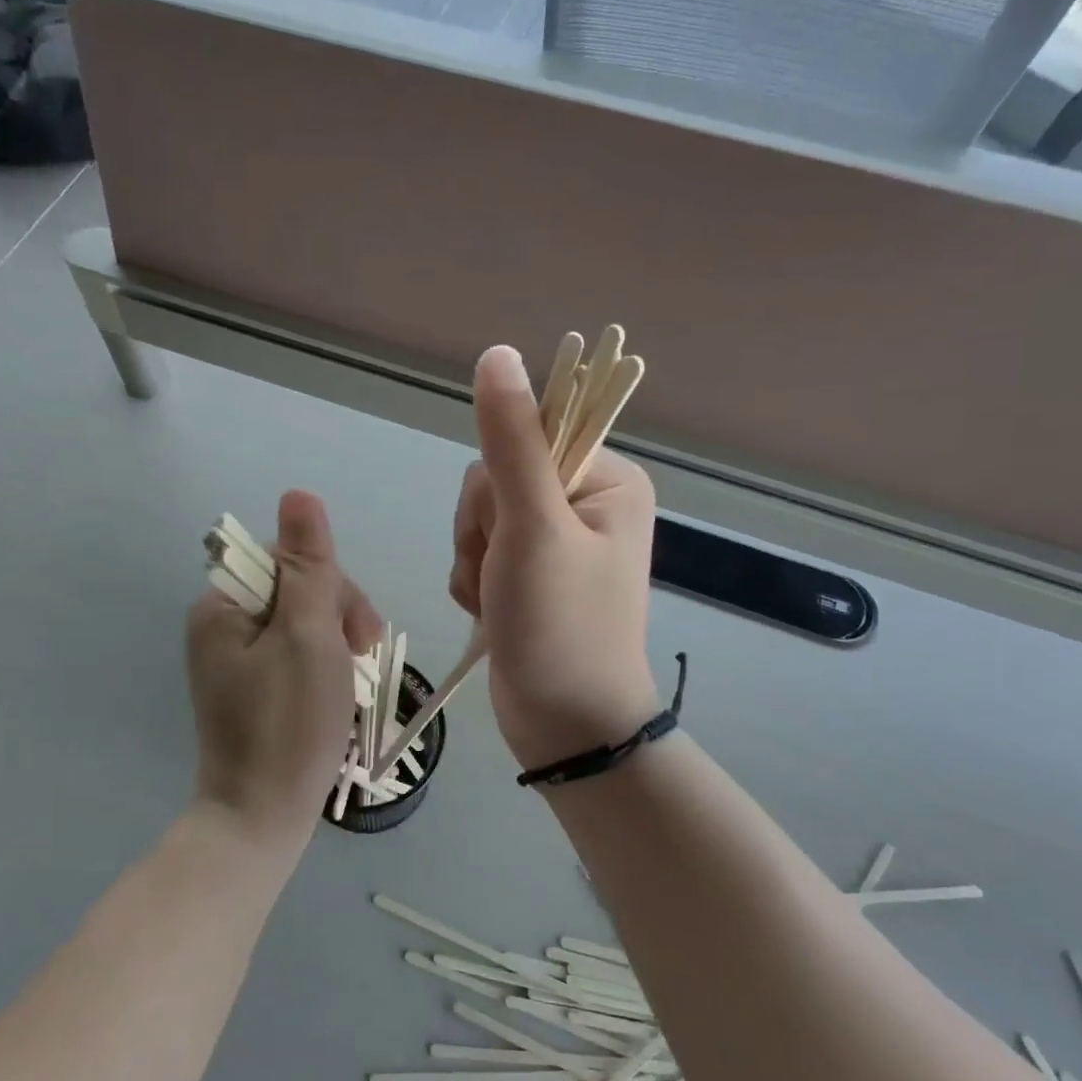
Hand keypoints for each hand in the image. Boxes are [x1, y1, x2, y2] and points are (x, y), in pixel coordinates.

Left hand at [186, 490, 380, 848]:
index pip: (292, 563)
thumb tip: (299, 493)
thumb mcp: (307, 635)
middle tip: (359, 668)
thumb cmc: (289, 725)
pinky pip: (300, 659)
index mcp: (224, 607)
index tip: (355, 637)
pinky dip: (327, 674)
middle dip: (340, 624)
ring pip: (308, 627)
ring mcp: (238, 662)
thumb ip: (308, 565)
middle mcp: (224, 627)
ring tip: (352, 694)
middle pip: (301, 593)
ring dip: (340, 651)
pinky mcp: (255, 690)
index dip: (334, 591)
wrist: (261, 819)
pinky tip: (339, 702)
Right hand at [450, 345, 660, 771]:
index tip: (513, 530)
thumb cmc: (560, 627)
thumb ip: (511, 441)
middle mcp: (585, 502)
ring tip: (498, 600)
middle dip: (483, 529)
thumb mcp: (534, 528)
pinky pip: (477, 551)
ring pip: (478, 516)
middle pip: (495, 478)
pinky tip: (490, 612)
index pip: (527, 437)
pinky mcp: (530, 574)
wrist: (565, 726)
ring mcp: (555, 541)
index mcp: (608, 479)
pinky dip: (473, 582)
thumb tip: (497, 354)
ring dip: (473, 559)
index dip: (500, 484)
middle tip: (506, 573)